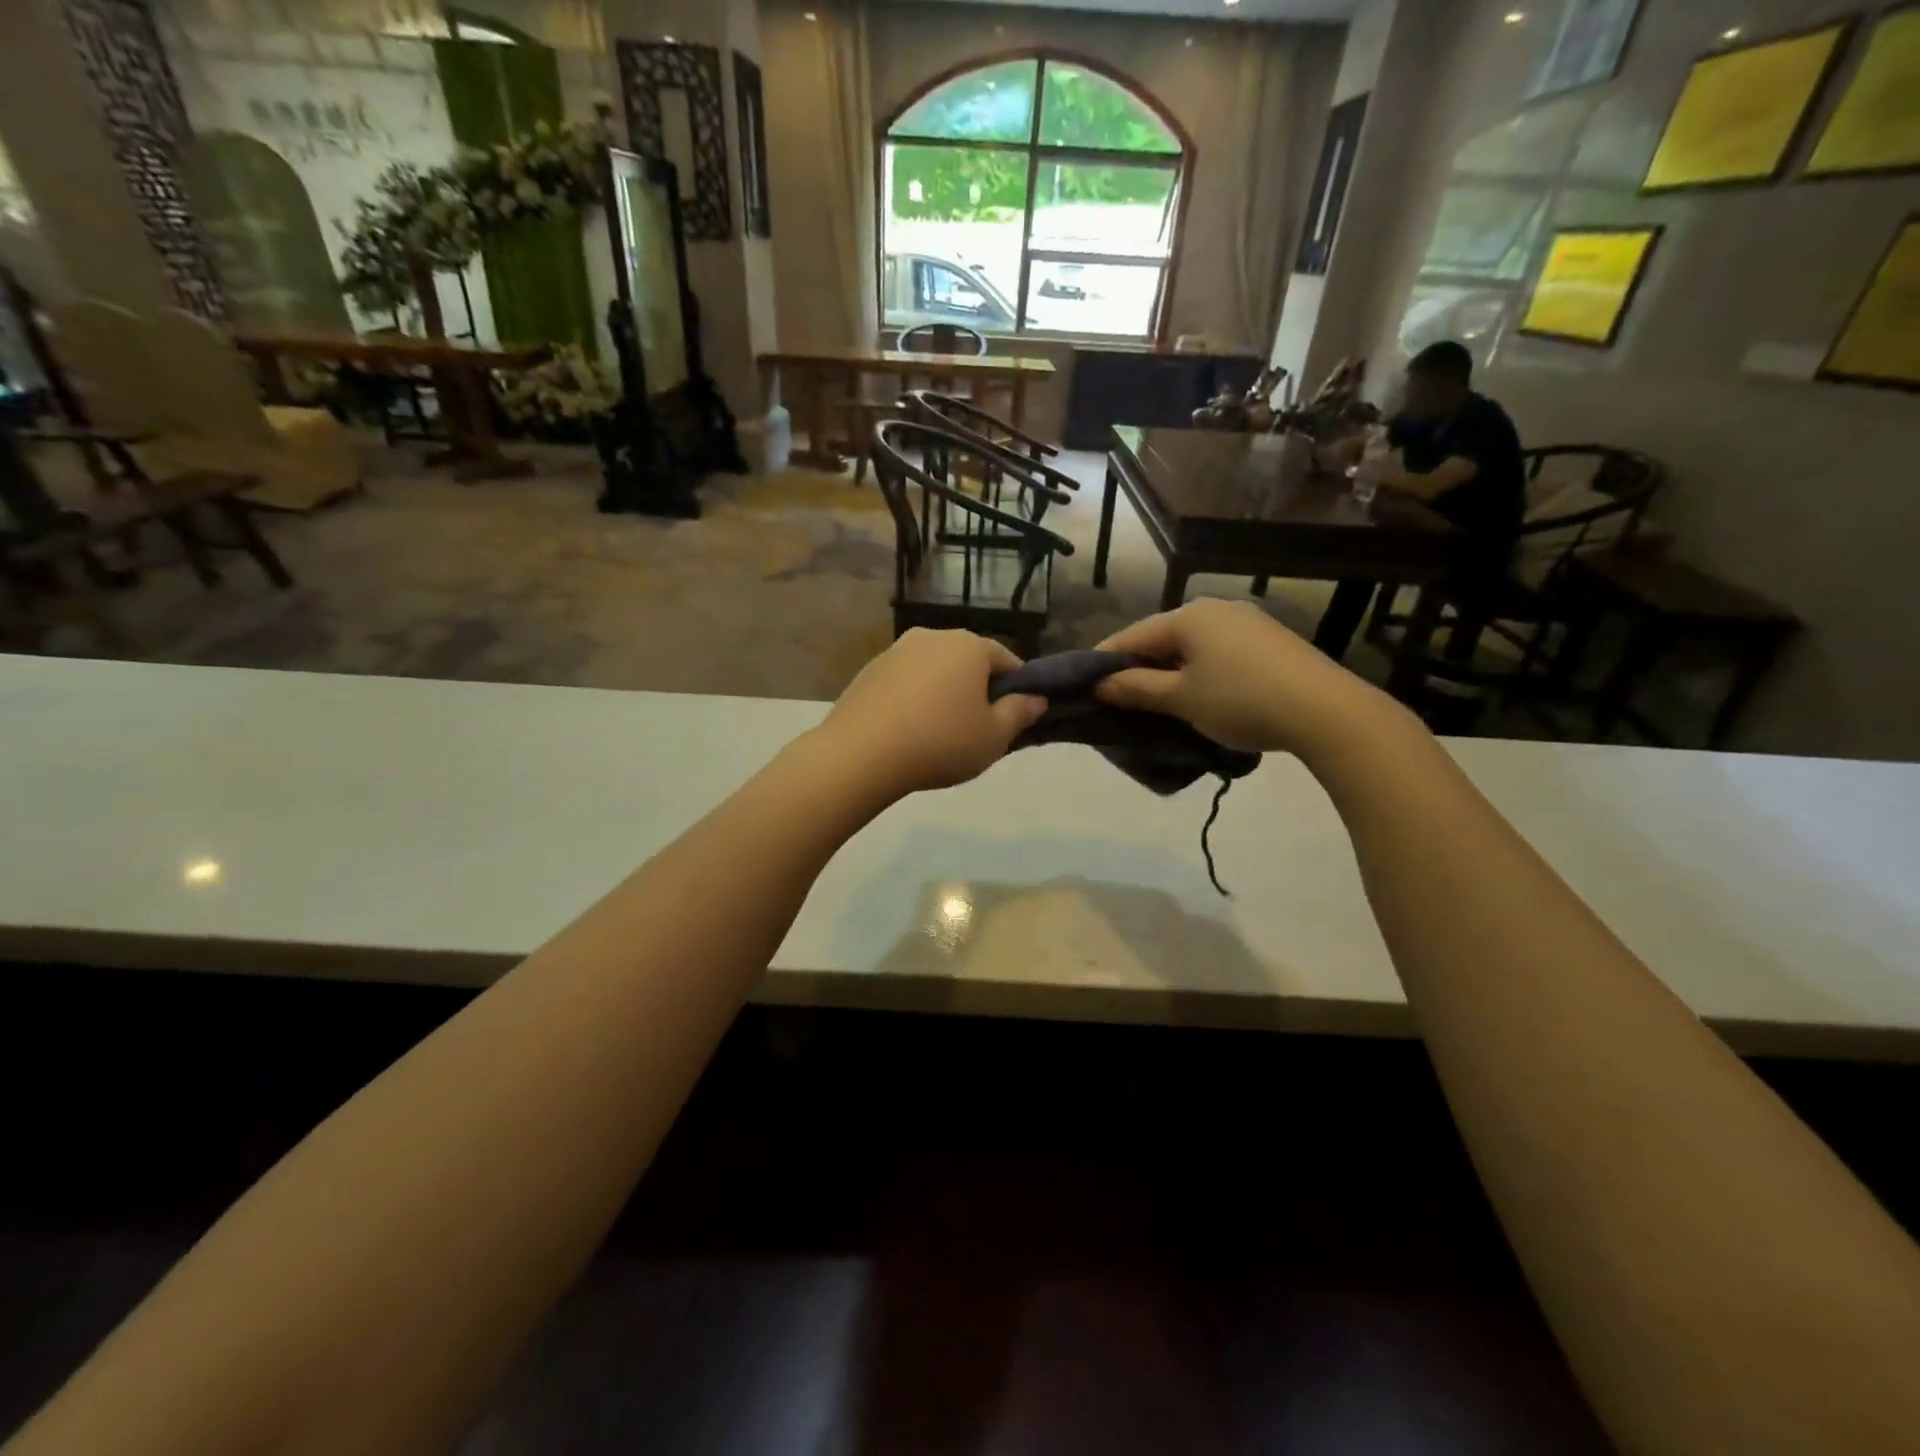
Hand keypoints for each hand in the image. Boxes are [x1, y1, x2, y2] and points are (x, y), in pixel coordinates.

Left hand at [817, 629, 1046, 795]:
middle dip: (976, 688)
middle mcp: (932, 637)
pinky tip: (908, 731)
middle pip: (967, 661)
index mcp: (969, 645)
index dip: (1016, 688)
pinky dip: (913, 699)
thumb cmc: (941, 743)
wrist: (861, 754)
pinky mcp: (868, 671)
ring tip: (939, 732)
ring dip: (942, 692)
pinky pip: (904, 682)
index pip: (1006, 659)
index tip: (1013, 716)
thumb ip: (1019, 713)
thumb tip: (1036, 698)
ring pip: (933, 670)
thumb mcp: (994, 737)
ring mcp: (896, 650)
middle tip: (977, 728)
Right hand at [1093, 599, 1392, 755]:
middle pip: (1161, 639)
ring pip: (1190, 648)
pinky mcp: (1268, 642)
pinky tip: (1199, 698)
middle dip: (1137, 670)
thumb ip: (1135, 688)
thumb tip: (1099, 684)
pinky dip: (1198, 674)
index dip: (1104, 662)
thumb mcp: (1180, 698)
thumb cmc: (1241, 700)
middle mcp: (1215, 609)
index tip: (1084, 688)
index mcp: (1188, 616)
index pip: (1131, 636)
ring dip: (1169, 674)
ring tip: (1156, 706)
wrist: (1326, 712)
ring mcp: (1246, 623)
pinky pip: (1217, 654)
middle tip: (1119, 703)